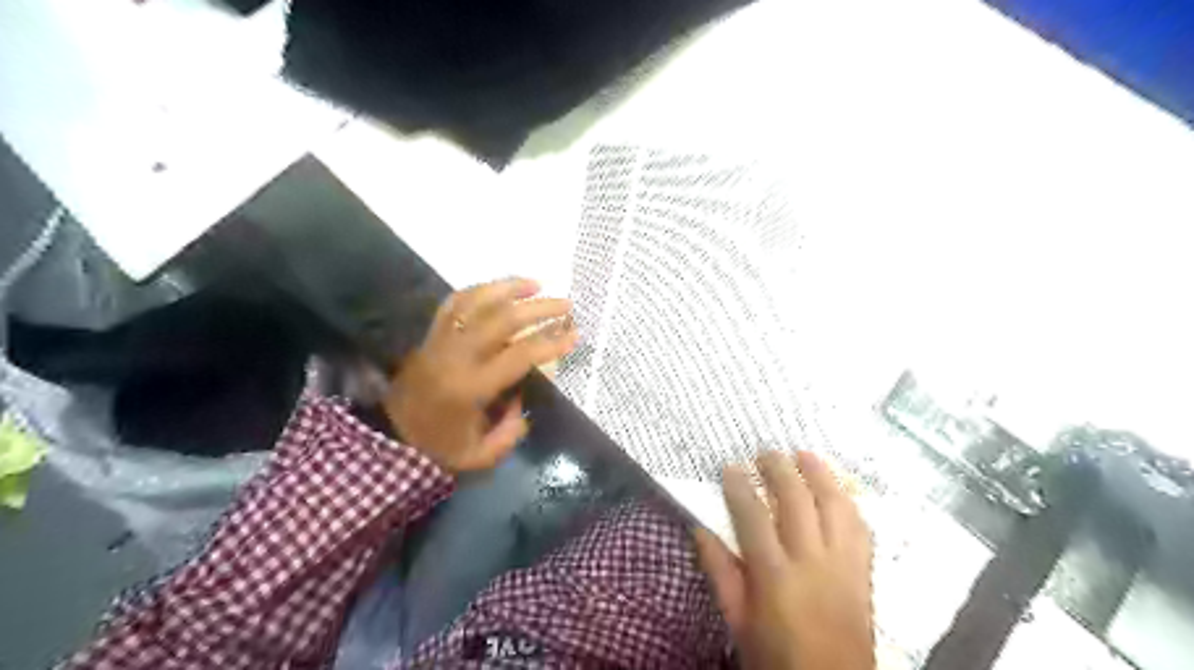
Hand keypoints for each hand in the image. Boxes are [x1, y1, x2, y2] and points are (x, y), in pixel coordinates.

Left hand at [387, 280, 579, 474]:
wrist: (388, 436)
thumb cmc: (437, 448)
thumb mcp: (481, 455)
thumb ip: (511, 431)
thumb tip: (523, 400)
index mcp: (471, 387)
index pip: (519, 355)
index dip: (551, 342)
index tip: (575, 334)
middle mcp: (457, 355)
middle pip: (503, 319)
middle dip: (539, 308)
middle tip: (565, 305)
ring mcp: (441, 340)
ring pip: (477, 301)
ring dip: (509, 288)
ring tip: (537, 284)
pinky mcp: (431, 335)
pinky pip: (454, 302)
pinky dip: (480, 290)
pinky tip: (500, 288)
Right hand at [692, 449, 873, 669]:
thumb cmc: (775, 657)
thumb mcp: (737, 621)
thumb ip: (720, 572)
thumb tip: (700, 530)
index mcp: (775, 576)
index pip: (753, 516)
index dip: (739, 486)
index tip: (730, 467)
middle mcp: (811, 562)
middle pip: (797, 501)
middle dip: (779, 469)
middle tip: (765, 452)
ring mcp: (843, 565)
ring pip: (835, 506)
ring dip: (820, 474)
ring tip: (805, 454)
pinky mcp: (864, 573)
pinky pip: (860, 528)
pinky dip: (847, 502)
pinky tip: (837, 490)